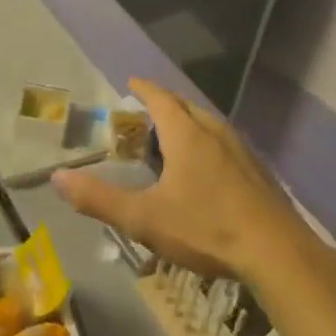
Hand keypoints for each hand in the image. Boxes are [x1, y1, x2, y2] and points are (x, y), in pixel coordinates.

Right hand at [52, 79, 314, 284]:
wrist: (276, 252)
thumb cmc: (205, 228)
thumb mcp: (144, 218)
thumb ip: (99, 199)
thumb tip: (58, 178)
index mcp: (187, 135)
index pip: (161, 99)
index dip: (144, 89)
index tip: (131, 83)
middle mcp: (216, 133)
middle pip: (187, 108)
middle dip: (165, 106)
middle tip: (146, 114)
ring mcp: (242, 151)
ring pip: (210, 125)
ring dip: (188, 124)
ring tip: (173, 139)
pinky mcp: (259, 172)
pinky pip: (226, 145)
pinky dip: (208, 144)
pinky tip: (207, 170)